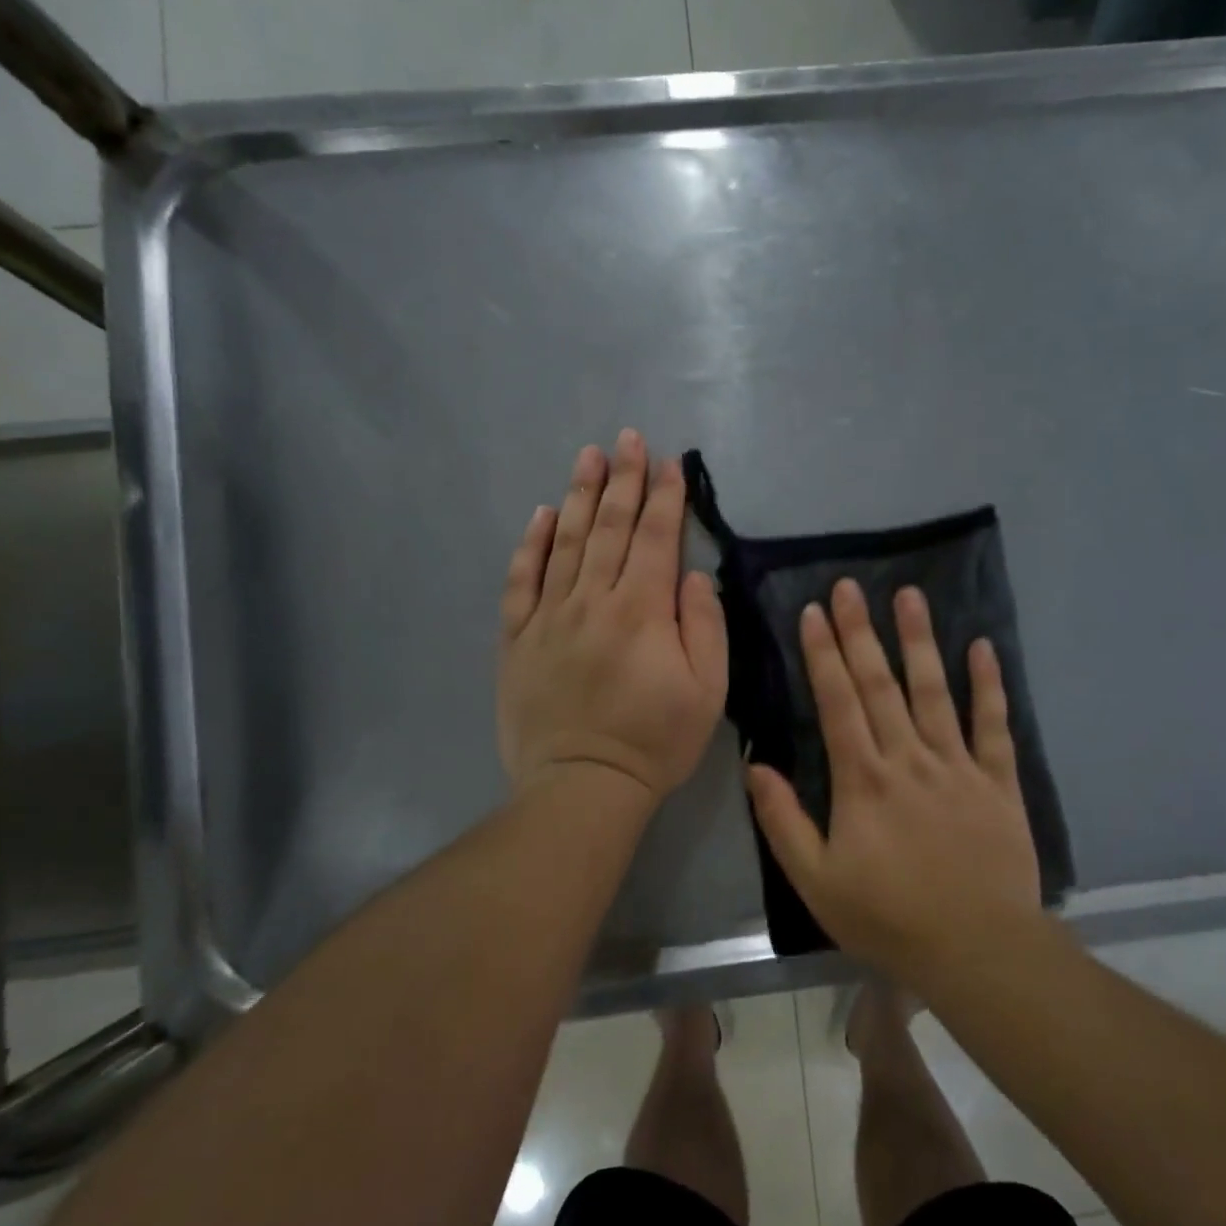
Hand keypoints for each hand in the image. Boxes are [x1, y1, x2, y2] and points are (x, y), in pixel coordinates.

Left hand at [498, 430, 727, 805]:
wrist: (582, 786)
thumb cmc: (655, 742)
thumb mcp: (708, 691)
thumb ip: (706, 626)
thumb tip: (694, 575)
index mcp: (643, 611)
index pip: (657, 539)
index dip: (666, 498)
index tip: (670, 463)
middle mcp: (594, 601)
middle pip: (609, 528)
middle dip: (623, 480)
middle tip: (627, 439)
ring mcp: (549, 617)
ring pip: (565, 542)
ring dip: (579, 496)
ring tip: (588, 456)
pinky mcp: (518, 638)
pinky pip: (521, 581)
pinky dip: (531, 545)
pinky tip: (540, 515)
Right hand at [747, 580, 1041, 985]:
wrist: (978, 949)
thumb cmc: (889, 918)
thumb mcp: (816, 881)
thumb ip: (783, 821)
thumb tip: (756, 766)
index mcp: (863, 780)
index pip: (838, 702)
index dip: (823, 655)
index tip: (813, 612)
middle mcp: (908, 758)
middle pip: (880, 684)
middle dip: (861, 632)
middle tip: (850, 586)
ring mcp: (957, 765)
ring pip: (934, 692)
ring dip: (919, 641)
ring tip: (909, 595)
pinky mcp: (998, 781)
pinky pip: (994, 725)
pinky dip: (989, 685)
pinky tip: (982, 647)